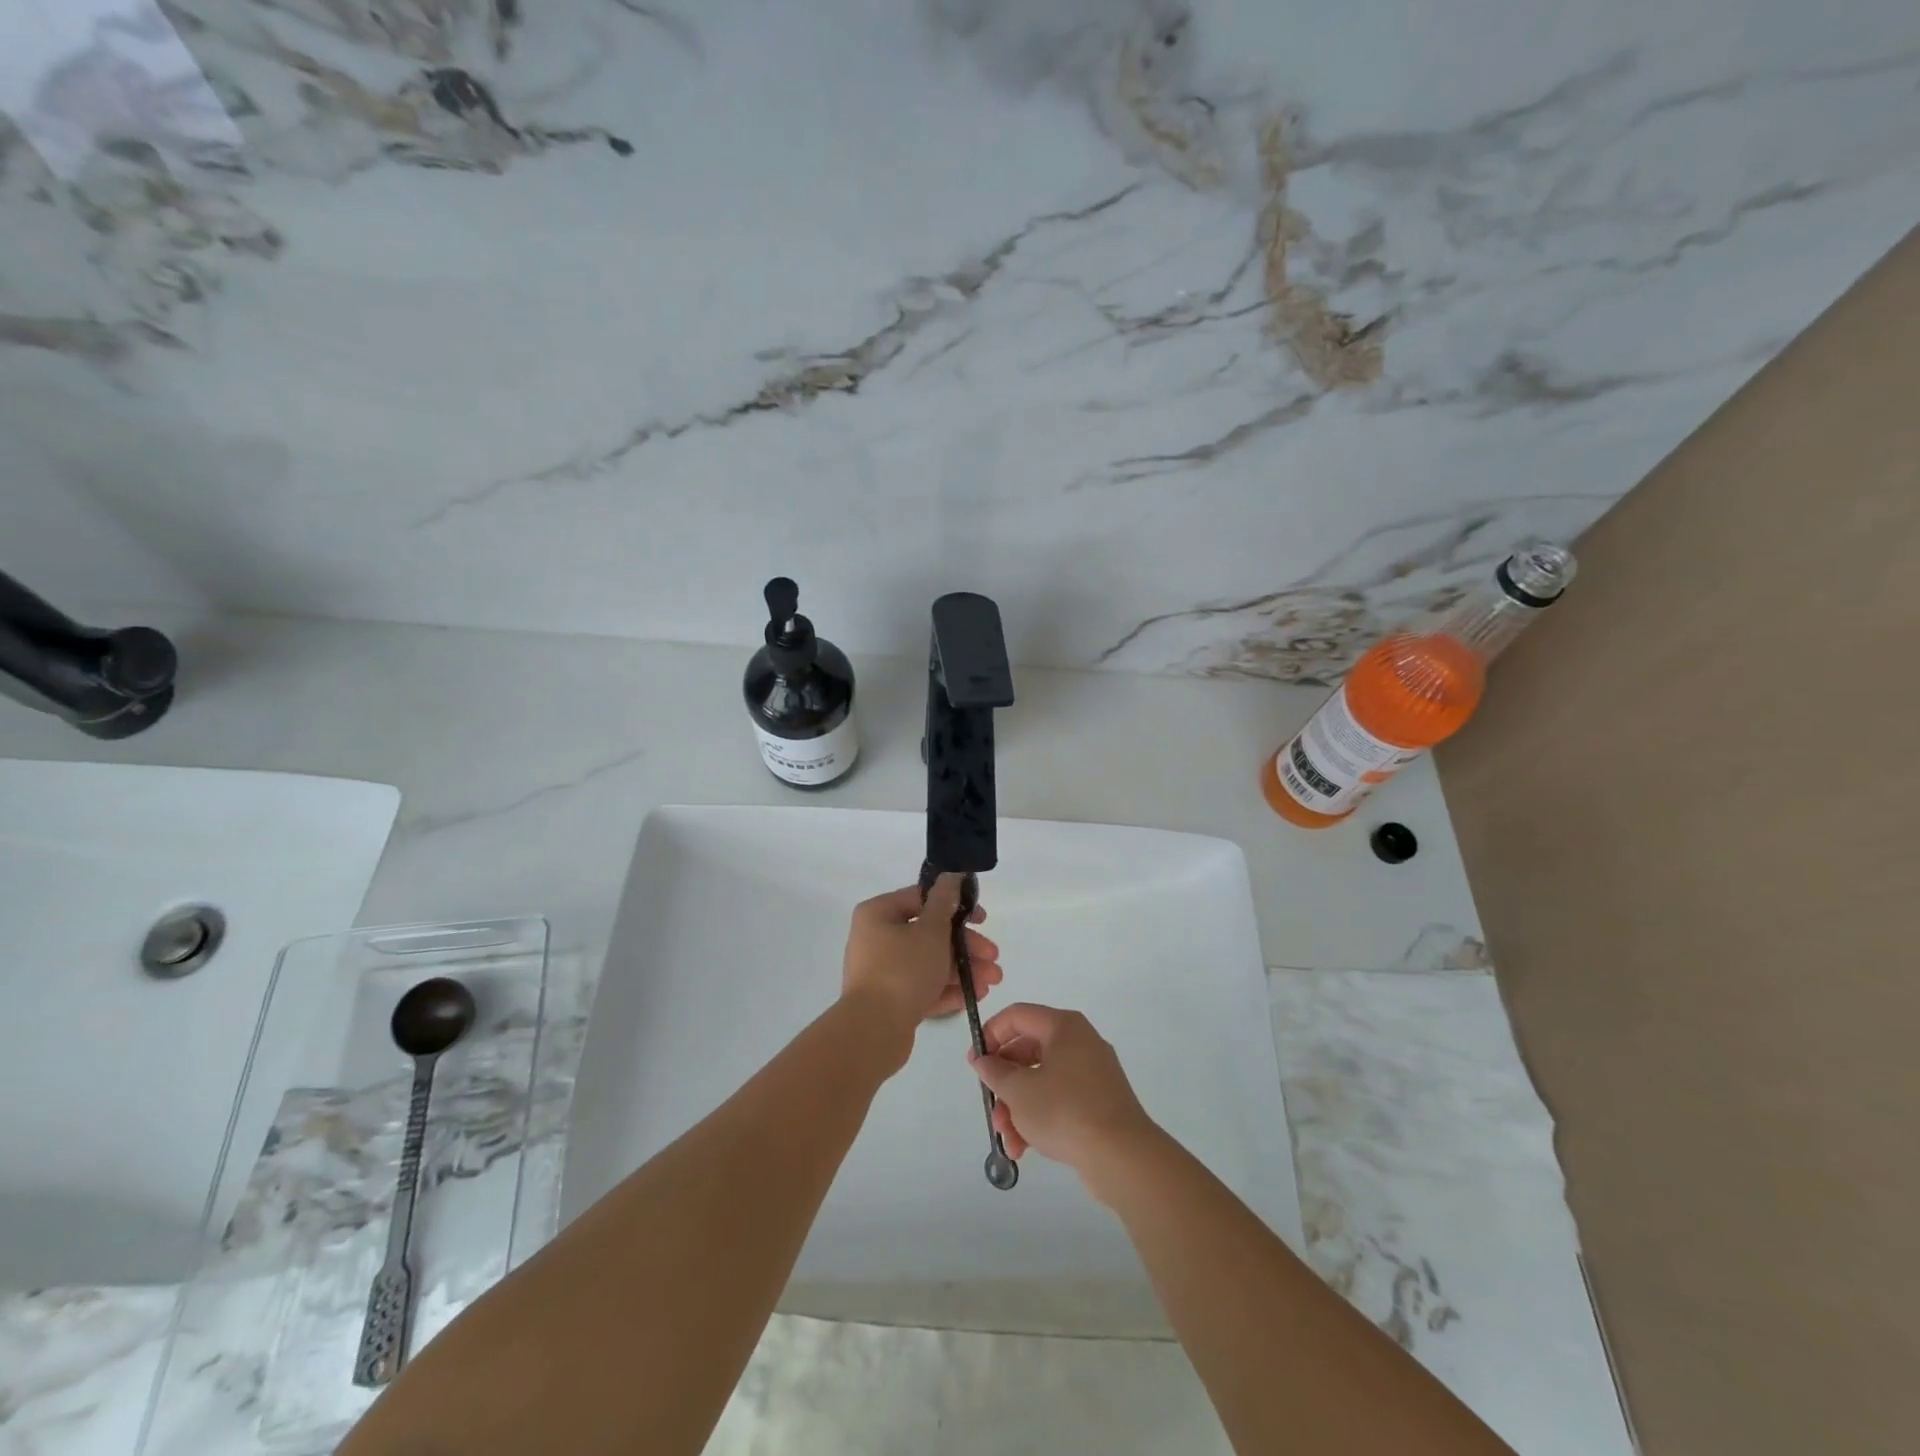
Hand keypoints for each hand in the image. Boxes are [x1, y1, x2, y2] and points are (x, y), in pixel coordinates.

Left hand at [840, 875, 1001, 1038]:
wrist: (873, 1032)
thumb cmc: (903, 970)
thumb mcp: (931, 930)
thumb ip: (945, 902)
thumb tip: (951, 876)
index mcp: (879, 914)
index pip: (922, 899)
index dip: (955, 906)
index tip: (983, 919)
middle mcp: (876, 938)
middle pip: (929, 934)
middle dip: (966, 946)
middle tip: (994, 958)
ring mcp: (882, 971)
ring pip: (929, 962)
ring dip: (962, 969)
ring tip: (992, 982)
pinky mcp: (889, 1000)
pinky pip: (922, 987)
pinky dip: (947, 989)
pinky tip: (974, 996)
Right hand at [968, 1003, 1157, 1200]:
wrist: (1122, 1156)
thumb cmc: (1065, 1111)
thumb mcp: (1019, 1090)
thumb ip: (995, 1071)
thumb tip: (984, 1059)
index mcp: (1064, 1027)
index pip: (1018, 1015)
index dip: (991, 1034)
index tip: (975, 1063)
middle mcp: (1080, 1042)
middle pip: (1028, 1052)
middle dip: (1004, 1084)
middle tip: (990, 1107)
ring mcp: (1092, 1073)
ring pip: (1042, 1081)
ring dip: (1018, 1108)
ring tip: (1008, 1140)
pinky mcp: (1099, 1102)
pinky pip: (1060, 1100)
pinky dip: (1040, 1118)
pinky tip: (1024, 1148)